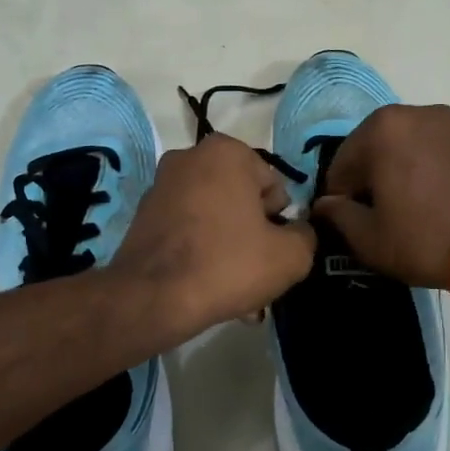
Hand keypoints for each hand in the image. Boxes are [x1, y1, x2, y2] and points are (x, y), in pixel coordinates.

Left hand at [112, 134, 316, 339]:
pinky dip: (200, 251)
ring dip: (229, 248)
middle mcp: (189, 157)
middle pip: (241, 200)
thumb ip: (306, 235)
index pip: (273, 186)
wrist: (152, 298)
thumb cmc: (228, 264)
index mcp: (226, 152)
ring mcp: (161, 185)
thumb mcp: (291, 256)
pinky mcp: (143, 215)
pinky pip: (187, 230)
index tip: (271, 250)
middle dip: (252, 235)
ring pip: (214, 218)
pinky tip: (207, 286)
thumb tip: (298, 232)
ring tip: (235, 290)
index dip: (279, 221)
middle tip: (256, 274)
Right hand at [312, 105, 449, 288]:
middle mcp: (416, 113)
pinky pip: (437, 153)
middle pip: (375, 149)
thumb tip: (325, 205)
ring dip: (399, 172)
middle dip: (370, 179)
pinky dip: (428, 171)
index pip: (341, 165)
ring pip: (408, 148)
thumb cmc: (424, 239)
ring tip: (409, 210)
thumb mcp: (369, 238)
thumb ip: (338, 215)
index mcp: (382, 128)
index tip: (348, 223)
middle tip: (378, 217)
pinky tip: (436, 203)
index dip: (339, 198)